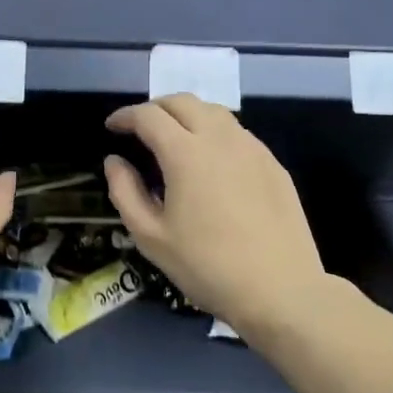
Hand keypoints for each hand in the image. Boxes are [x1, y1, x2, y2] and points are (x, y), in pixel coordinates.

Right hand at [102, 95, 328, 333]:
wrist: (280, 290)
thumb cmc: (207, 266)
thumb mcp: (151, 237)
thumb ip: (125, 192)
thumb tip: (114, 161)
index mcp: (185, 153)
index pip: (148, 115)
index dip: (125, 116)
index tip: (112, 127)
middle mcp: (220, 138)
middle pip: (183, 102)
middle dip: (155, 108)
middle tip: (140, 128)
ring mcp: (251, 148)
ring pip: (214, 111)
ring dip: (187, 115)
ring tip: (174, 139)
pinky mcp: (272, 163)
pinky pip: (237, 133)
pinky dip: (214, 133)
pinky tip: (211, 161)